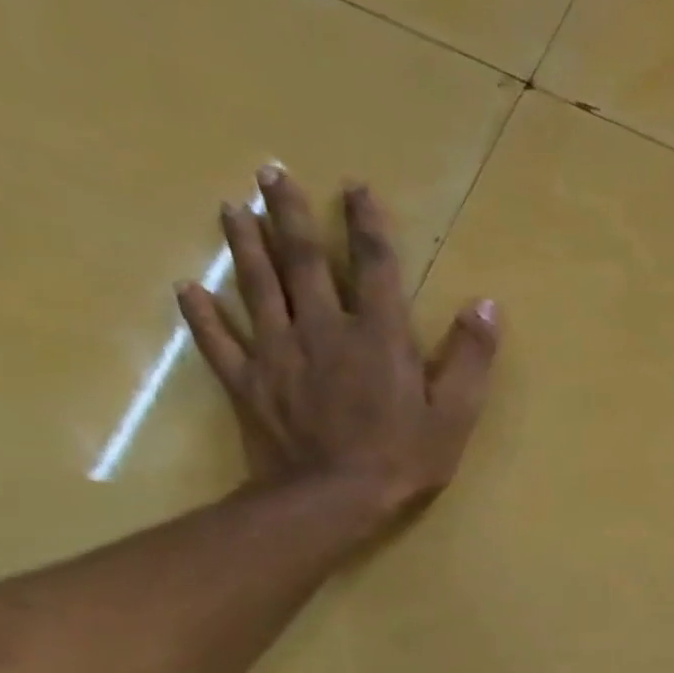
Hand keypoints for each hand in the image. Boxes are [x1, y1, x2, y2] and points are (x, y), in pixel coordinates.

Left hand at [176, 166, 498, 523]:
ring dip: (242, 244)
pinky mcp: (247, 382)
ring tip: (231, 208)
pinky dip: (201, 313)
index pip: (373, 266)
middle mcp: (322, 330)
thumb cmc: (403, 457)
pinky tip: (188, 289)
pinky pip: (218, 339)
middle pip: (301, 261)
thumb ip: (469, 357)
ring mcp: (277, 353)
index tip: (356, 188)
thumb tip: (485, 305)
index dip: (367, 225)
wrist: (331, 500)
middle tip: (271, 172)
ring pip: (255, 286)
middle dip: (288, 214)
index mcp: (377, 336)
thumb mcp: (455, 412)